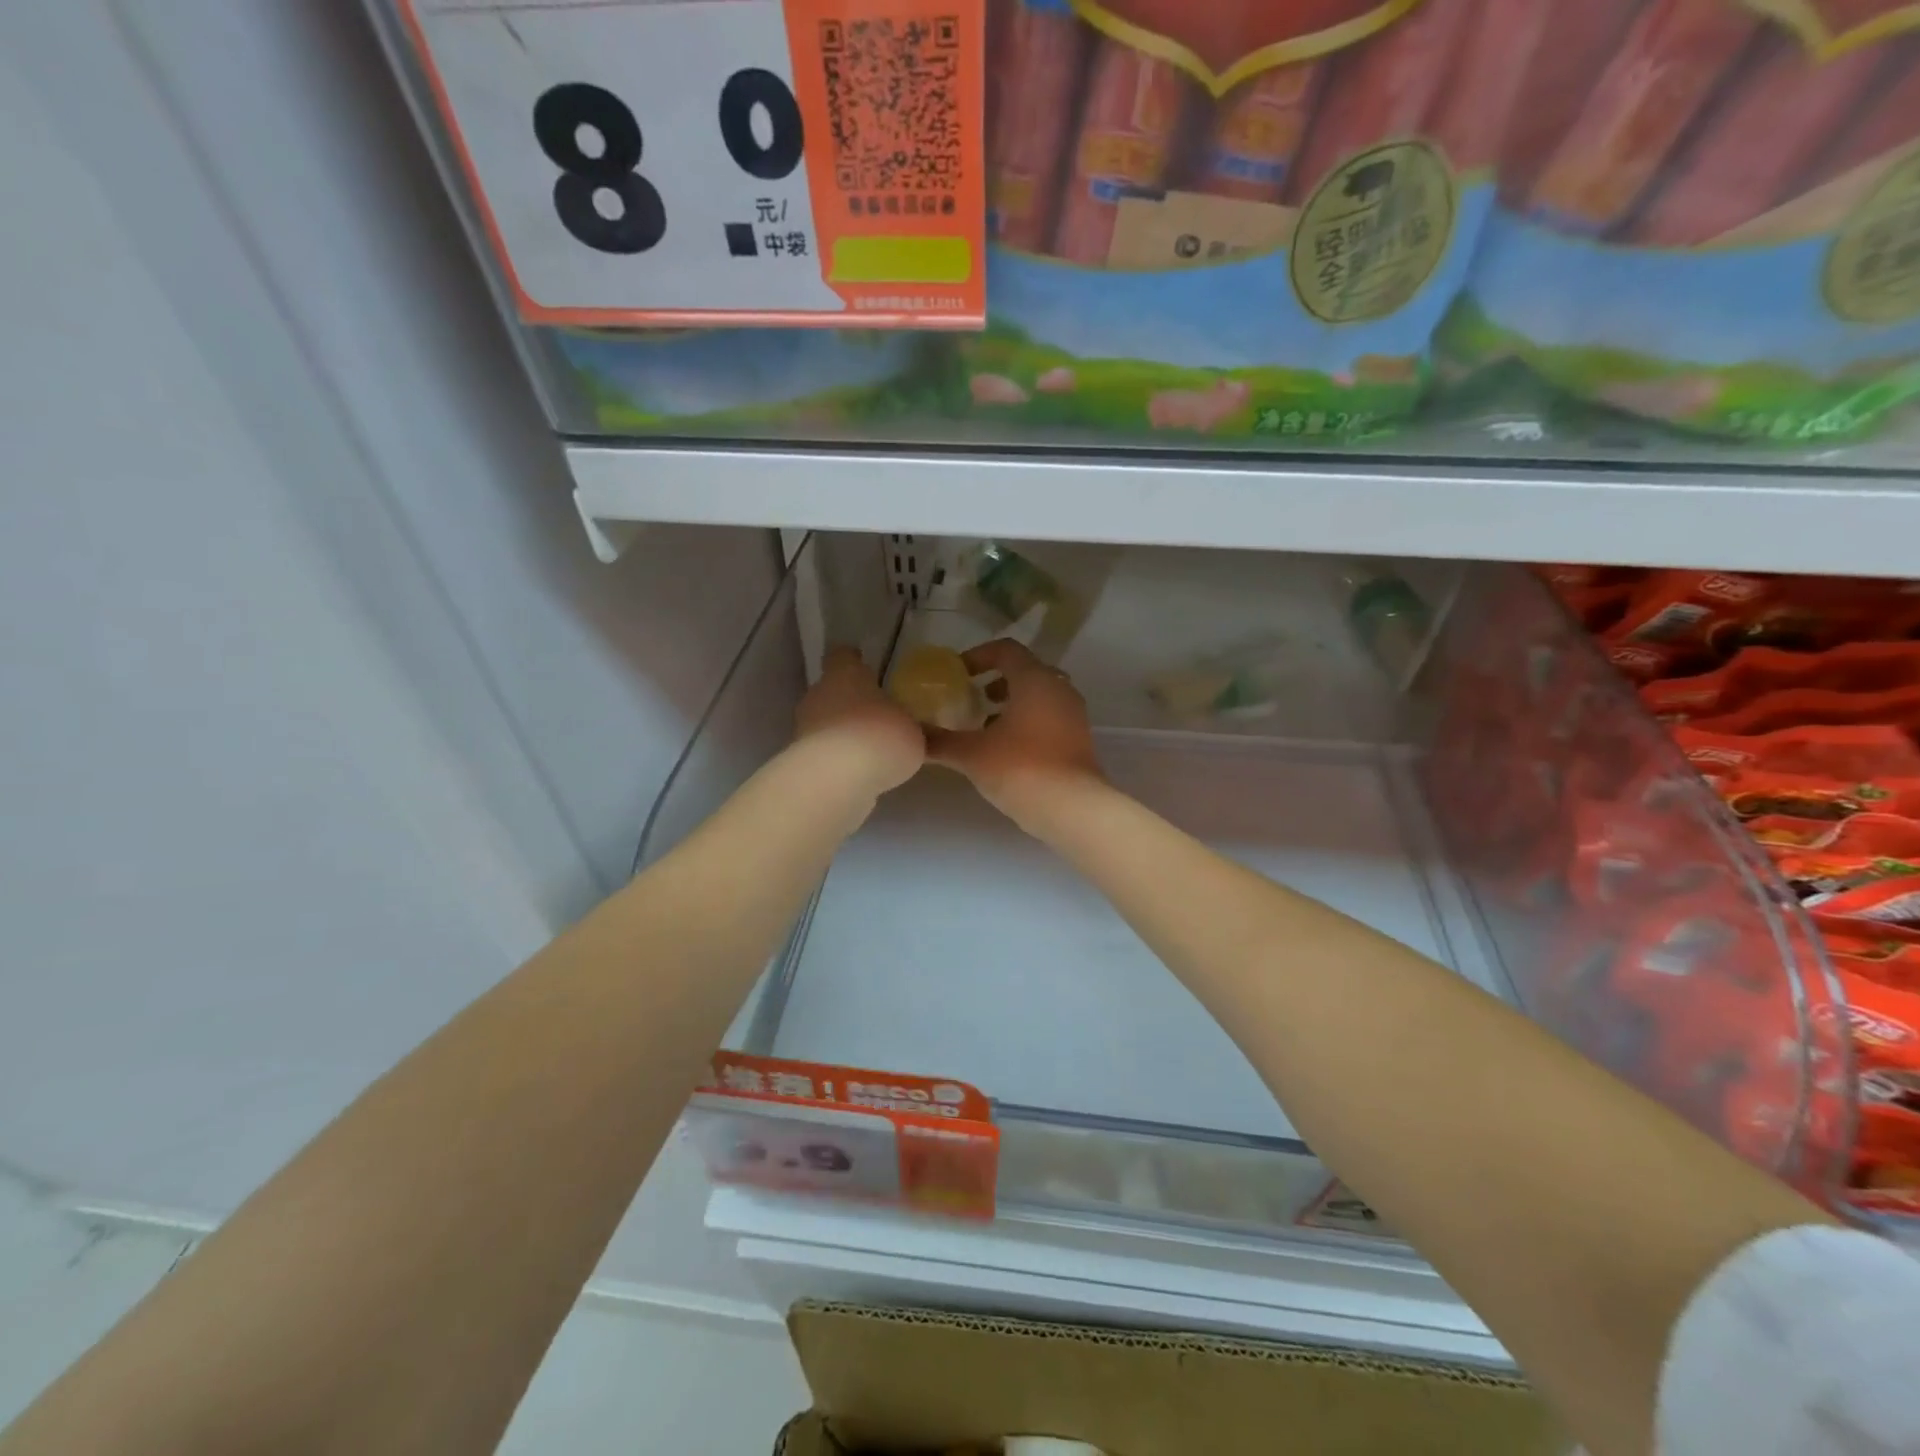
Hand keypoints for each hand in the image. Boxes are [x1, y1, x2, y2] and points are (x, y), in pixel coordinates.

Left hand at [794, 646, 925, 794]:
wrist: (836, 779)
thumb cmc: (879, 737)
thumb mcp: (915, 733)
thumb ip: (914, 729)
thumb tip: (919, 734)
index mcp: (846, 674)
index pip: (843, 656)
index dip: (854, 661)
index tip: (865, 668)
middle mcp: (819, 694)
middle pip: (832, 691)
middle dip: (851, 703)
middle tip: (877, 717)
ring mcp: (804, 728)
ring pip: (825, 724)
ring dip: (843, 734)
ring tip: (870, 752)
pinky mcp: (799, 760)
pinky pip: (823, 754)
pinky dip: (837, 761)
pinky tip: (858, 775)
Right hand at [928, 639, 1101, 823]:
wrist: (1073, 810)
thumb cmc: (1021, 769)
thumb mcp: (972, 755)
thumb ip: (939, 741)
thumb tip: (912, 737)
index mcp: (1035, 680)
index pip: (1006, 650)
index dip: (979, 655)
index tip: (958, 674)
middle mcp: (1059, 689)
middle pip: (1025, 671)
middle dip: (995, 681)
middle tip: (971, 698)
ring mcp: (1073, 715)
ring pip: (1039, 696)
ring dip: (1012, 703)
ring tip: (985, 727)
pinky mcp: (1078, 740)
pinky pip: (1049, 717)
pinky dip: (1027, 722)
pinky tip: (1006, 749)